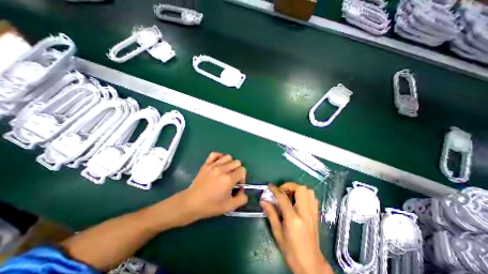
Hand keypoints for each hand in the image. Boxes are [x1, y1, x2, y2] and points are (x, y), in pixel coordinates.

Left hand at [179, 152, 247, 224]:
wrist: (191, 203)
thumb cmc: (210, 206)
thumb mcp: (229, 207)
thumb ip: (242, 199)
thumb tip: (243, 191)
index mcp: (229, 179)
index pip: (242, 170)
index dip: (242, 178)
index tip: (237, 185)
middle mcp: (222, 169)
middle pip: (237, 162)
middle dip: (238, 170)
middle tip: (232, 179)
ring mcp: (213, 165)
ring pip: (228, 157)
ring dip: (230, 163)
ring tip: (226, 171)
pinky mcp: (206, 164)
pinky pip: (215, 154)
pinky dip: (219, 157)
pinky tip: (219, 164)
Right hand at [261, 182, 333, 273]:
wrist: (311, 265)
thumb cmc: (291, 251)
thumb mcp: (277, 233)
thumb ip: (271, 214)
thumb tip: (263, 201)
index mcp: (293, 219)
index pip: (283, 198)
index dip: (275, 189)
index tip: (270, 185)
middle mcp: (305, 213)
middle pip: (301, 189)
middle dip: (290, 185)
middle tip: (282, 190)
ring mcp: (313, 213)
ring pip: (308, 191)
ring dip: (298, 189)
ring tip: (290, 194)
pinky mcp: (316, 215)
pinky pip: (312, 198)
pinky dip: (305, 195)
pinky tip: (298, 201)